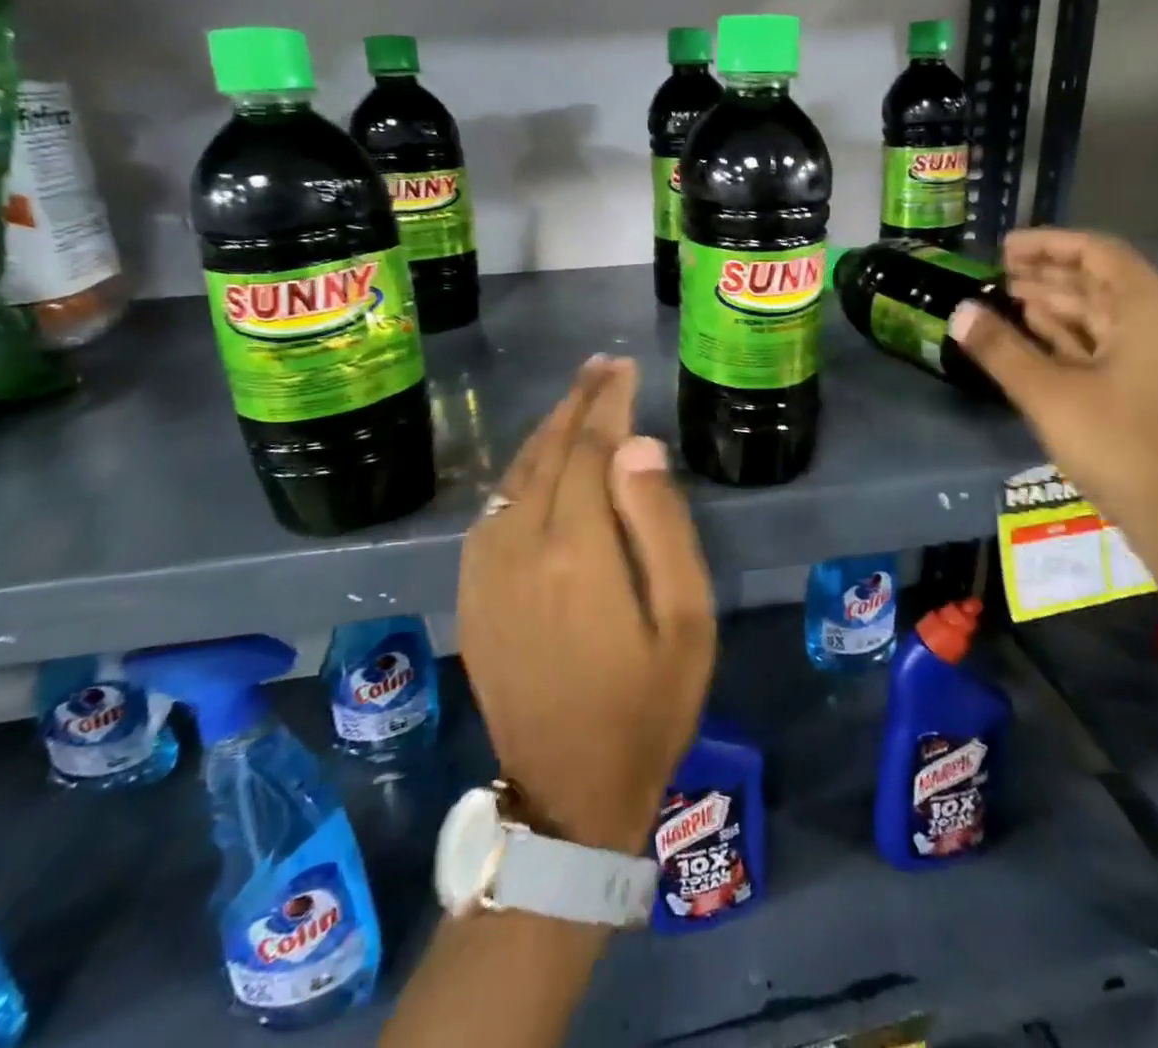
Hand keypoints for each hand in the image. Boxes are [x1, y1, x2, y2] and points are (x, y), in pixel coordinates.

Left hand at [458, 356, 715, 855]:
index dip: (608, 403)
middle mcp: (520, 547)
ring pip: (513, 477)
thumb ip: (662, 526)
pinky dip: (517, 473)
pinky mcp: (472, 595)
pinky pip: (491, 512)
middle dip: (576, 403)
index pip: (590, 450)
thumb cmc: (648, 706)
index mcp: (577, 551)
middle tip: (601, 366)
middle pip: (547, 452)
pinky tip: (536, 465)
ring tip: (575, 401)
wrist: (569, 791)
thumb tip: (638, 446)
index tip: (623, 367)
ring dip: (545, 431)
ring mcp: (486, 572)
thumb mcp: (684, 620)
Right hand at [950, 228, 1157, 552]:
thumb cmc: (1119, 445)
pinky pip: (1112, 343)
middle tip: (997, 275)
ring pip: (1105, 315)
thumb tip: (959, 312)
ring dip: (1057, 306)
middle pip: (1101, 281)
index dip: (1047, 244)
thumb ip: (1000, 348)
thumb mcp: (1047, 394)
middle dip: (1048, 275)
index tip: (1003, 248)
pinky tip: (1038, 336)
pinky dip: (1074, 336)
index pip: (1096, 252)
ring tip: (1008, 300)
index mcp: (1150, 307)